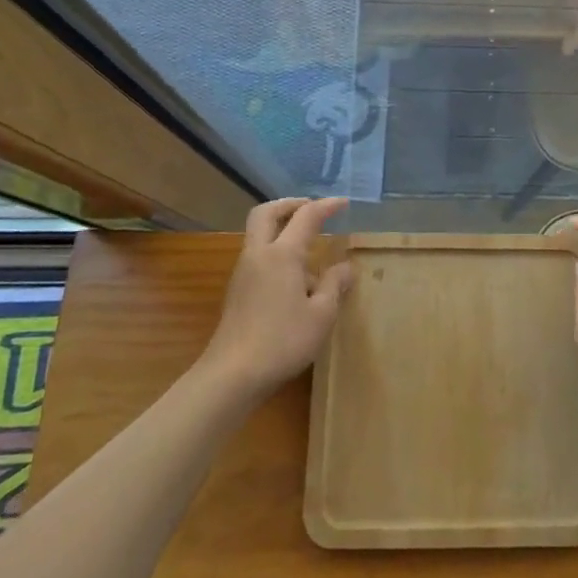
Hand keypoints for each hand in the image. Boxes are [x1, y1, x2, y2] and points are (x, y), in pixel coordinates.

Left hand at [202, 197, 352, 400]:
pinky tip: (295, 278)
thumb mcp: (321, 314)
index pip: (306, 217)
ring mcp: (243, 272)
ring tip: (309, 247)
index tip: (343, 202)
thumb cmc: (283, 340)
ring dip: (281, 228)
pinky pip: (257, 256)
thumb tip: (345, 267)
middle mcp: (259, 255)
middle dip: (290, 204)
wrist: (232, 374)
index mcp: (282, 254)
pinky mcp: (237, 291)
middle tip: (311, 208)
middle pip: (266, 213)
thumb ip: (334, 284)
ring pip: (259, 234)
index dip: (326, 206)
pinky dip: (276, 251)